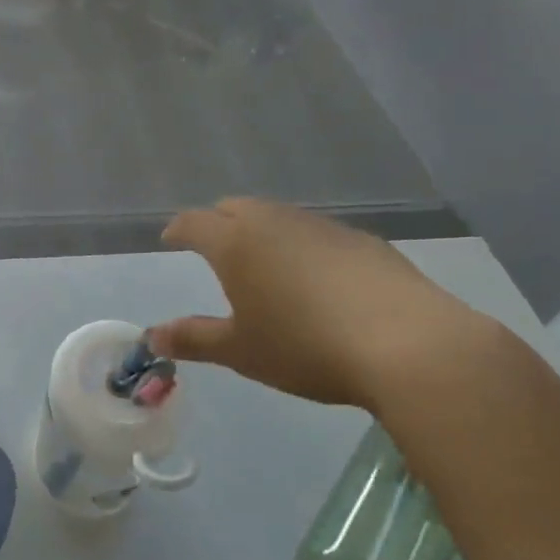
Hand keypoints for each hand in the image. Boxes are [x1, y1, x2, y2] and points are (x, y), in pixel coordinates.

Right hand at [148, 198, 491, 408]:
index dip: (178, 229)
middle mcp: (273, 222)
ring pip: (277, 216)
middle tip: (212, 245)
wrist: (407, 344)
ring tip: (264, 260)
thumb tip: (152, 336)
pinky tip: (318, 276)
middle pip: (234, 208)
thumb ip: (193, 339)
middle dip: (217, 222)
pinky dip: (302, 245)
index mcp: (236, 243)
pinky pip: (316, 232)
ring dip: (261, 230)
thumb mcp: (242, 351)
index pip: (194, 223)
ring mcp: (321, 226)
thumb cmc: (306, 347)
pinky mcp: (361, 239)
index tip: (170, 239)